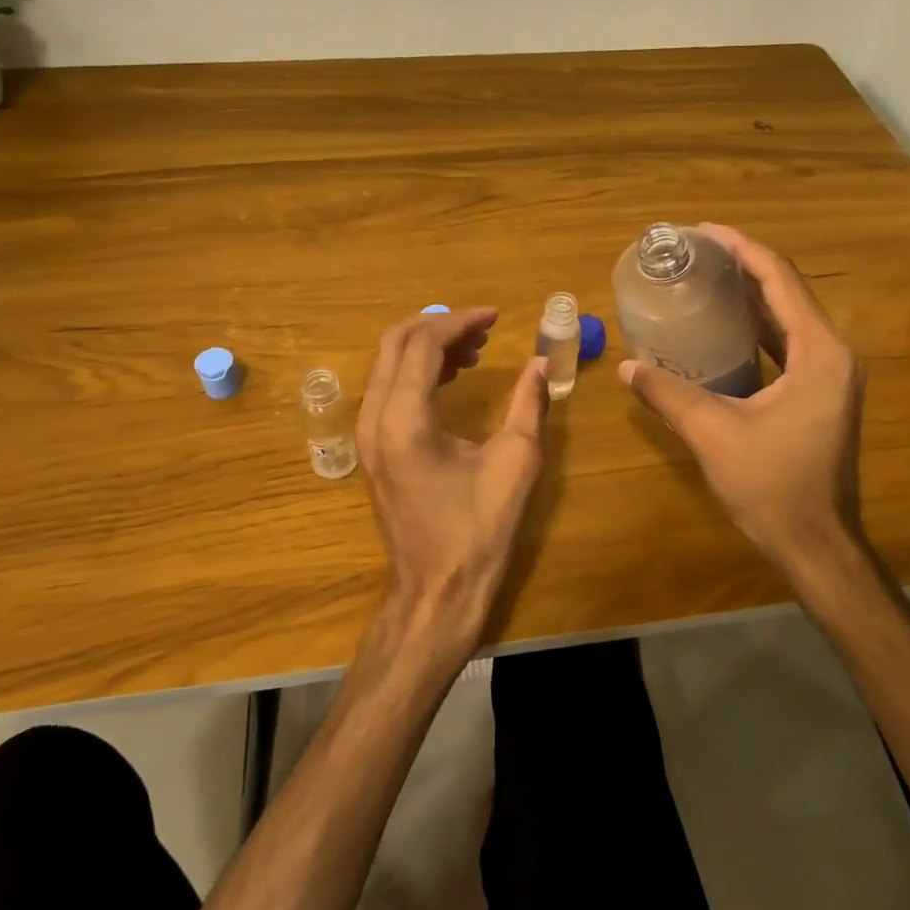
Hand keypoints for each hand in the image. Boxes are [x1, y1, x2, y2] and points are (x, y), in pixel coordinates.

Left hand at [357, 308, 549, 664]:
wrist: (436, 592)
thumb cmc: (478, 532)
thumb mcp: (515, 464)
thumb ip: (529, 405)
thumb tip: (542, 365)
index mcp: (405, 420)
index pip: (423, 344)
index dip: (460, 322)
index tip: (497, 317)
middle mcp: (375, 419)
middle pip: (394, 343)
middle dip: (438, 326)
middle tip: (483, 330)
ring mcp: (367, 436)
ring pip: (387, 364)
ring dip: (427, 347)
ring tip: (474, 352)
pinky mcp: (373, 450)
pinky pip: (387, 390)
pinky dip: (416, 372)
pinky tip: (451, 378)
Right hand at [618, 224, 870, 593]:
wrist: (816, 544)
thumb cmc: (772, 486)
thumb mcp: (712, 434)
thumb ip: (668, 394)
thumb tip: (628, 367)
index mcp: (819, 353)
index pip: (780, 280)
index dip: (741, 249)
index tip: (702, 231)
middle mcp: (834, 354)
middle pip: (787, 292)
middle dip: (743, 267)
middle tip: (696, 254)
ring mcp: (832, 376)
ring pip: (789, 318)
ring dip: (751, 296)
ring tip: (706, 280)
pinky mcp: (822, 395)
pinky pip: (789, 345)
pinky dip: (758, 329)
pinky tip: (724, 329)